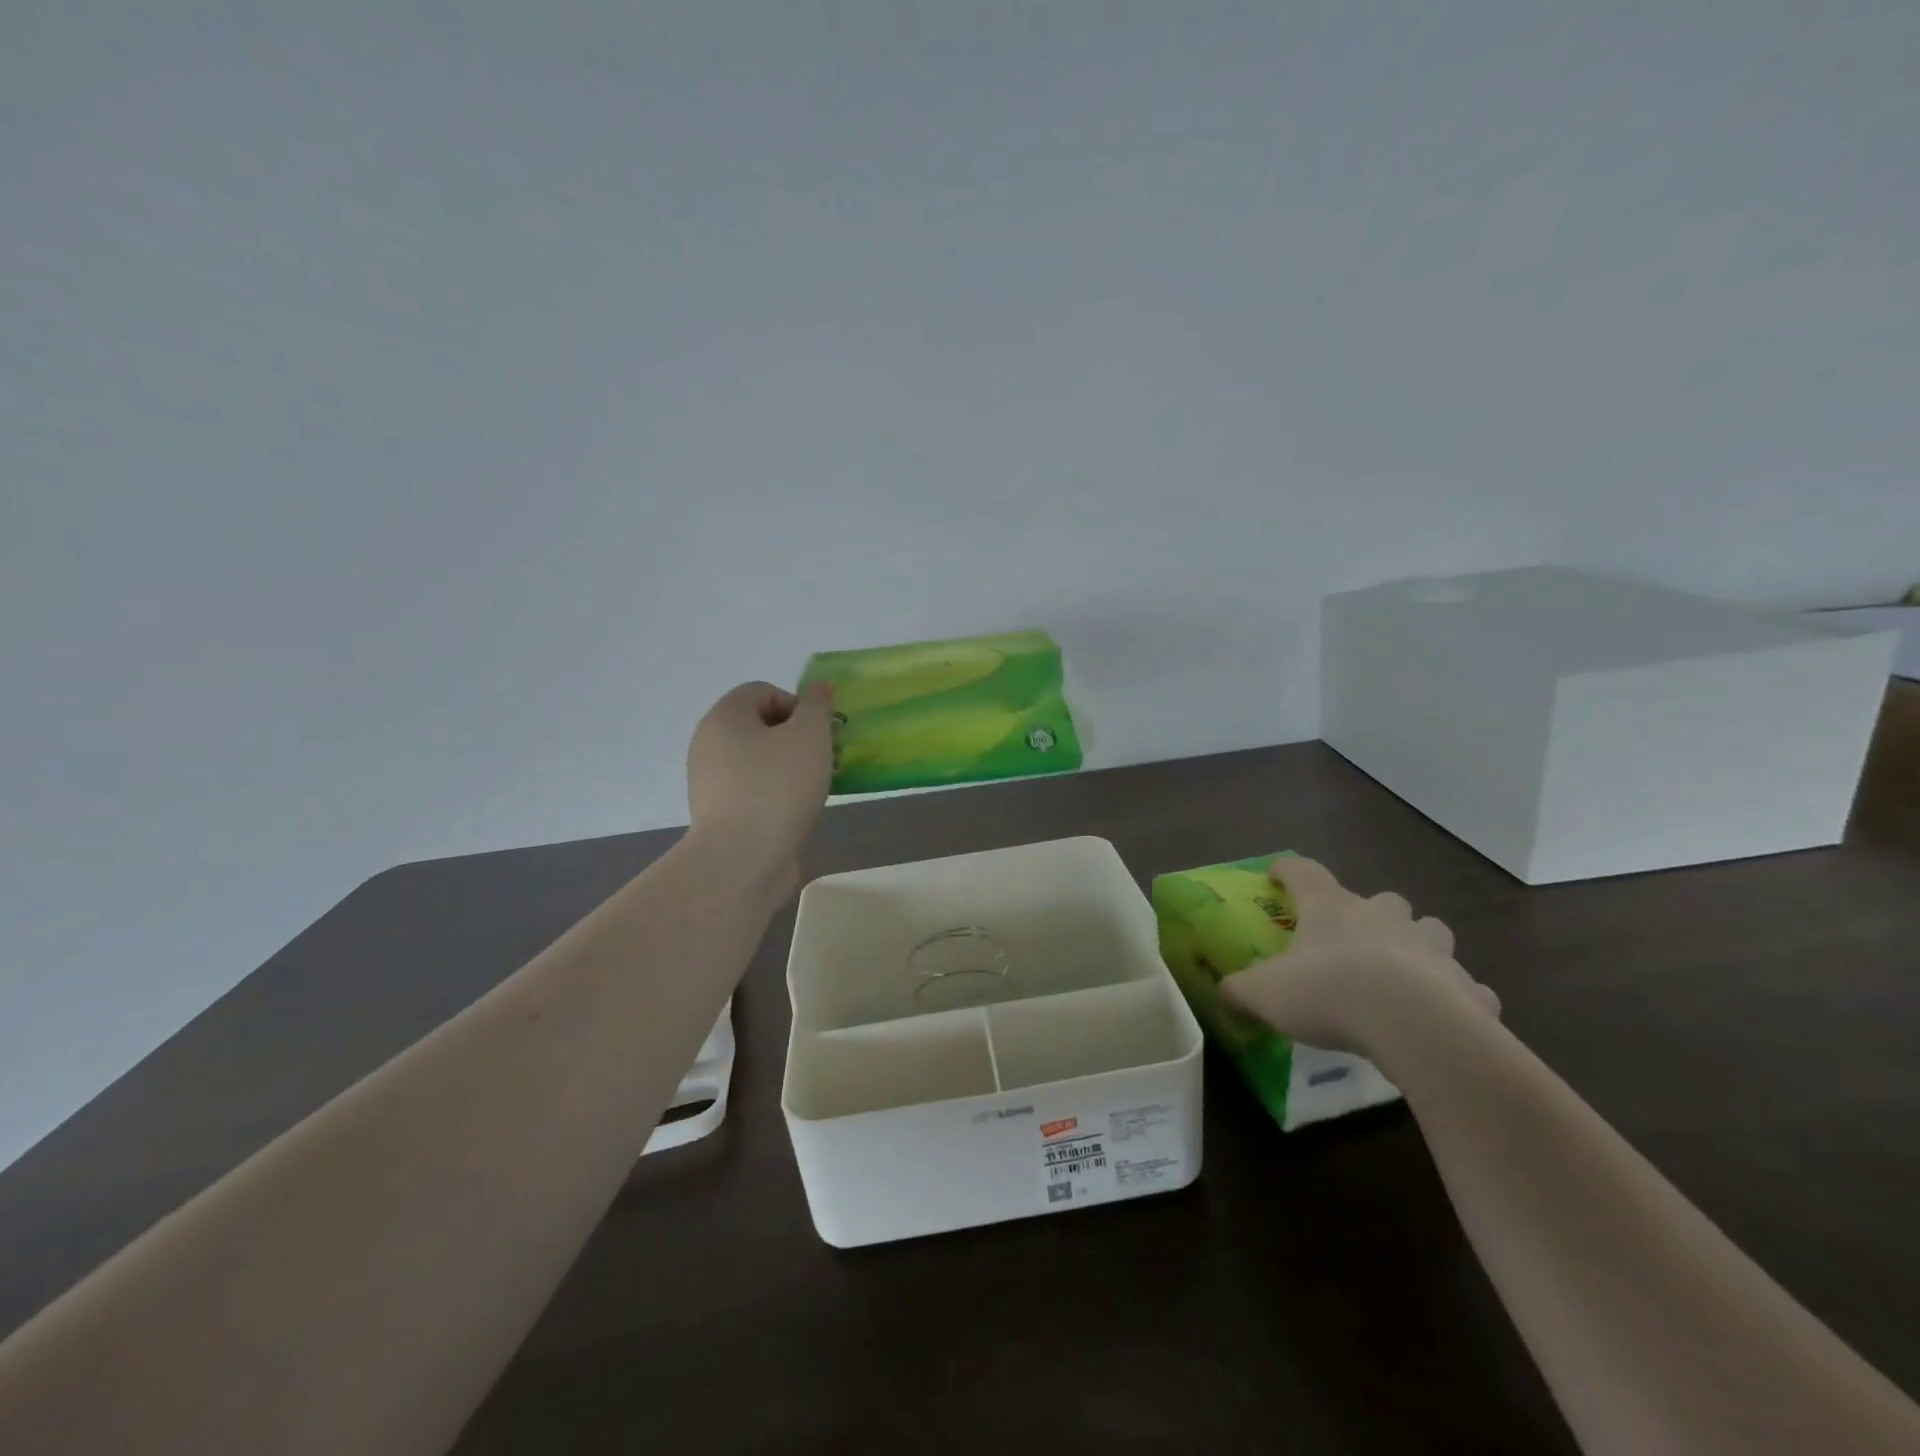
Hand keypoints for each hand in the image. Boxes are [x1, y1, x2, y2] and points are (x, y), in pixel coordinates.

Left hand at [685, 681, 834, 893]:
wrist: (742, 860)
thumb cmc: (777, 787)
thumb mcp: (810, 736)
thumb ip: (817, 706)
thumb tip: (818, 688)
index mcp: (724, 716)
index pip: (763, 691)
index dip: (797, 706)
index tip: (818, 734)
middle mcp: (708, 744)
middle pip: (759, 726)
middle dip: (795, 739)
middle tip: (821, 760)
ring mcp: (709, 782)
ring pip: (757, 761)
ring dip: (788, 769)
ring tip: (811, 791)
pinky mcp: (717, 815)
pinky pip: (752, 791)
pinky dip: (775, 796)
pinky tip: (794, 814)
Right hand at [1221, 857, 1499, 1062]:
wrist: (1415, 1028)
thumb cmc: (1330, 993)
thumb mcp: (1265, 994)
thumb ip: (1239, 991)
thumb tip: (1224, 995)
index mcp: (1331, 909)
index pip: (1305, 872)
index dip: (1289, 870)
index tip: (1278, 874)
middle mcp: (1384, 918)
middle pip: (1384, 900)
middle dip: (1373, 913)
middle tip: (1354, 940)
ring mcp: (1432, 950)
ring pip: (1430, 933)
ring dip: (1418, 946)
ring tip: (1404, 974)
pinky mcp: (1469, 990)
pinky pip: (1467, 988)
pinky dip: (1456, 997)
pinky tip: (1442, 1018)